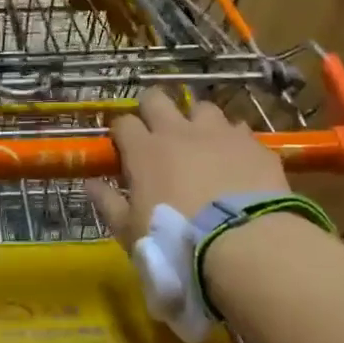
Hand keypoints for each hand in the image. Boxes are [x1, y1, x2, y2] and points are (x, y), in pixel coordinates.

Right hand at [86, 90, 288, 250]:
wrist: (244, 243)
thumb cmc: (176, 241)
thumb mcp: (130, 231)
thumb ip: (108, 203)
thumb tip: (90, 183)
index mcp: (144, 150)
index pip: (123, 122)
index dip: (121, 132)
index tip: (123, 148)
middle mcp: (178, 131)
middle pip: (157, 99)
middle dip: (153, 110)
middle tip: (157, 133)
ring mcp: (218, 133)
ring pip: (202, 107)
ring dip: (197, 121)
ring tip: (201, 143)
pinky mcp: (252, 144)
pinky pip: (238, 129)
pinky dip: (232, 140)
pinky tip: (235, 160)